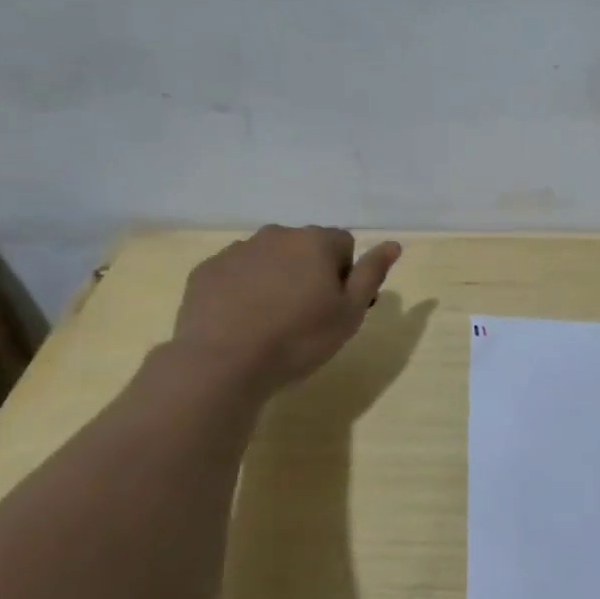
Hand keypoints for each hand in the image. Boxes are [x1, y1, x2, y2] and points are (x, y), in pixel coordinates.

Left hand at [170, 226, 401, 387]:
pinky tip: (242, 320)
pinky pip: (236, 272)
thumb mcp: (350, 313)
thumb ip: (372, 273)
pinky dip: (243, 288)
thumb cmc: (298, 339)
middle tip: (306, 315)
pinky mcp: (206, 270)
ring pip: (269, 258)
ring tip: (270, 320)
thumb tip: (393, 244)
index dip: (345, 274)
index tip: (335, 306)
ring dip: (276, 278)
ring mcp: (237, 250)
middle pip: (305, 247)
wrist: (223, 363)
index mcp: (315, 241)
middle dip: (309, 272)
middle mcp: (276, 235)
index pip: (344, 244)